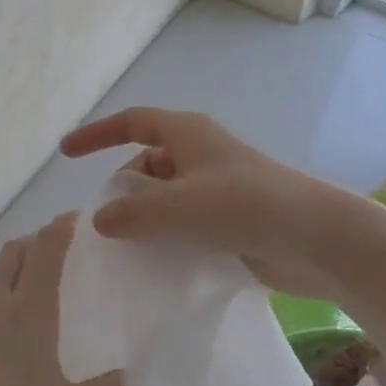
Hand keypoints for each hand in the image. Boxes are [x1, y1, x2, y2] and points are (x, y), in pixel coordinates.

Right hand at [59, 107, 345, 295]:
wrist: (318, 238)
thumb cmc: (245, 206)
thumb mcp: (178, 206)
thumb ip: (132, 212)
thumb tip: (101, 220)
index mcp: (187, 134)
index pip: (132, 122)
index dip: (97, 134)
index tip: (66, 153)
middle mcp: (200, 154)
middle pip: (147, 161)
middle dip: (123, 187)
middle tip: (104, 220)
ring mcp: (218, 187)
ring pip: (166, 195)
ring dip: (145, 216)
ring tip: (125, 248)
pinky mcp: (231, 218)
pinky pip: (186, 221)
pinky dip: (168, 235)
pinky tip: (157, 263)